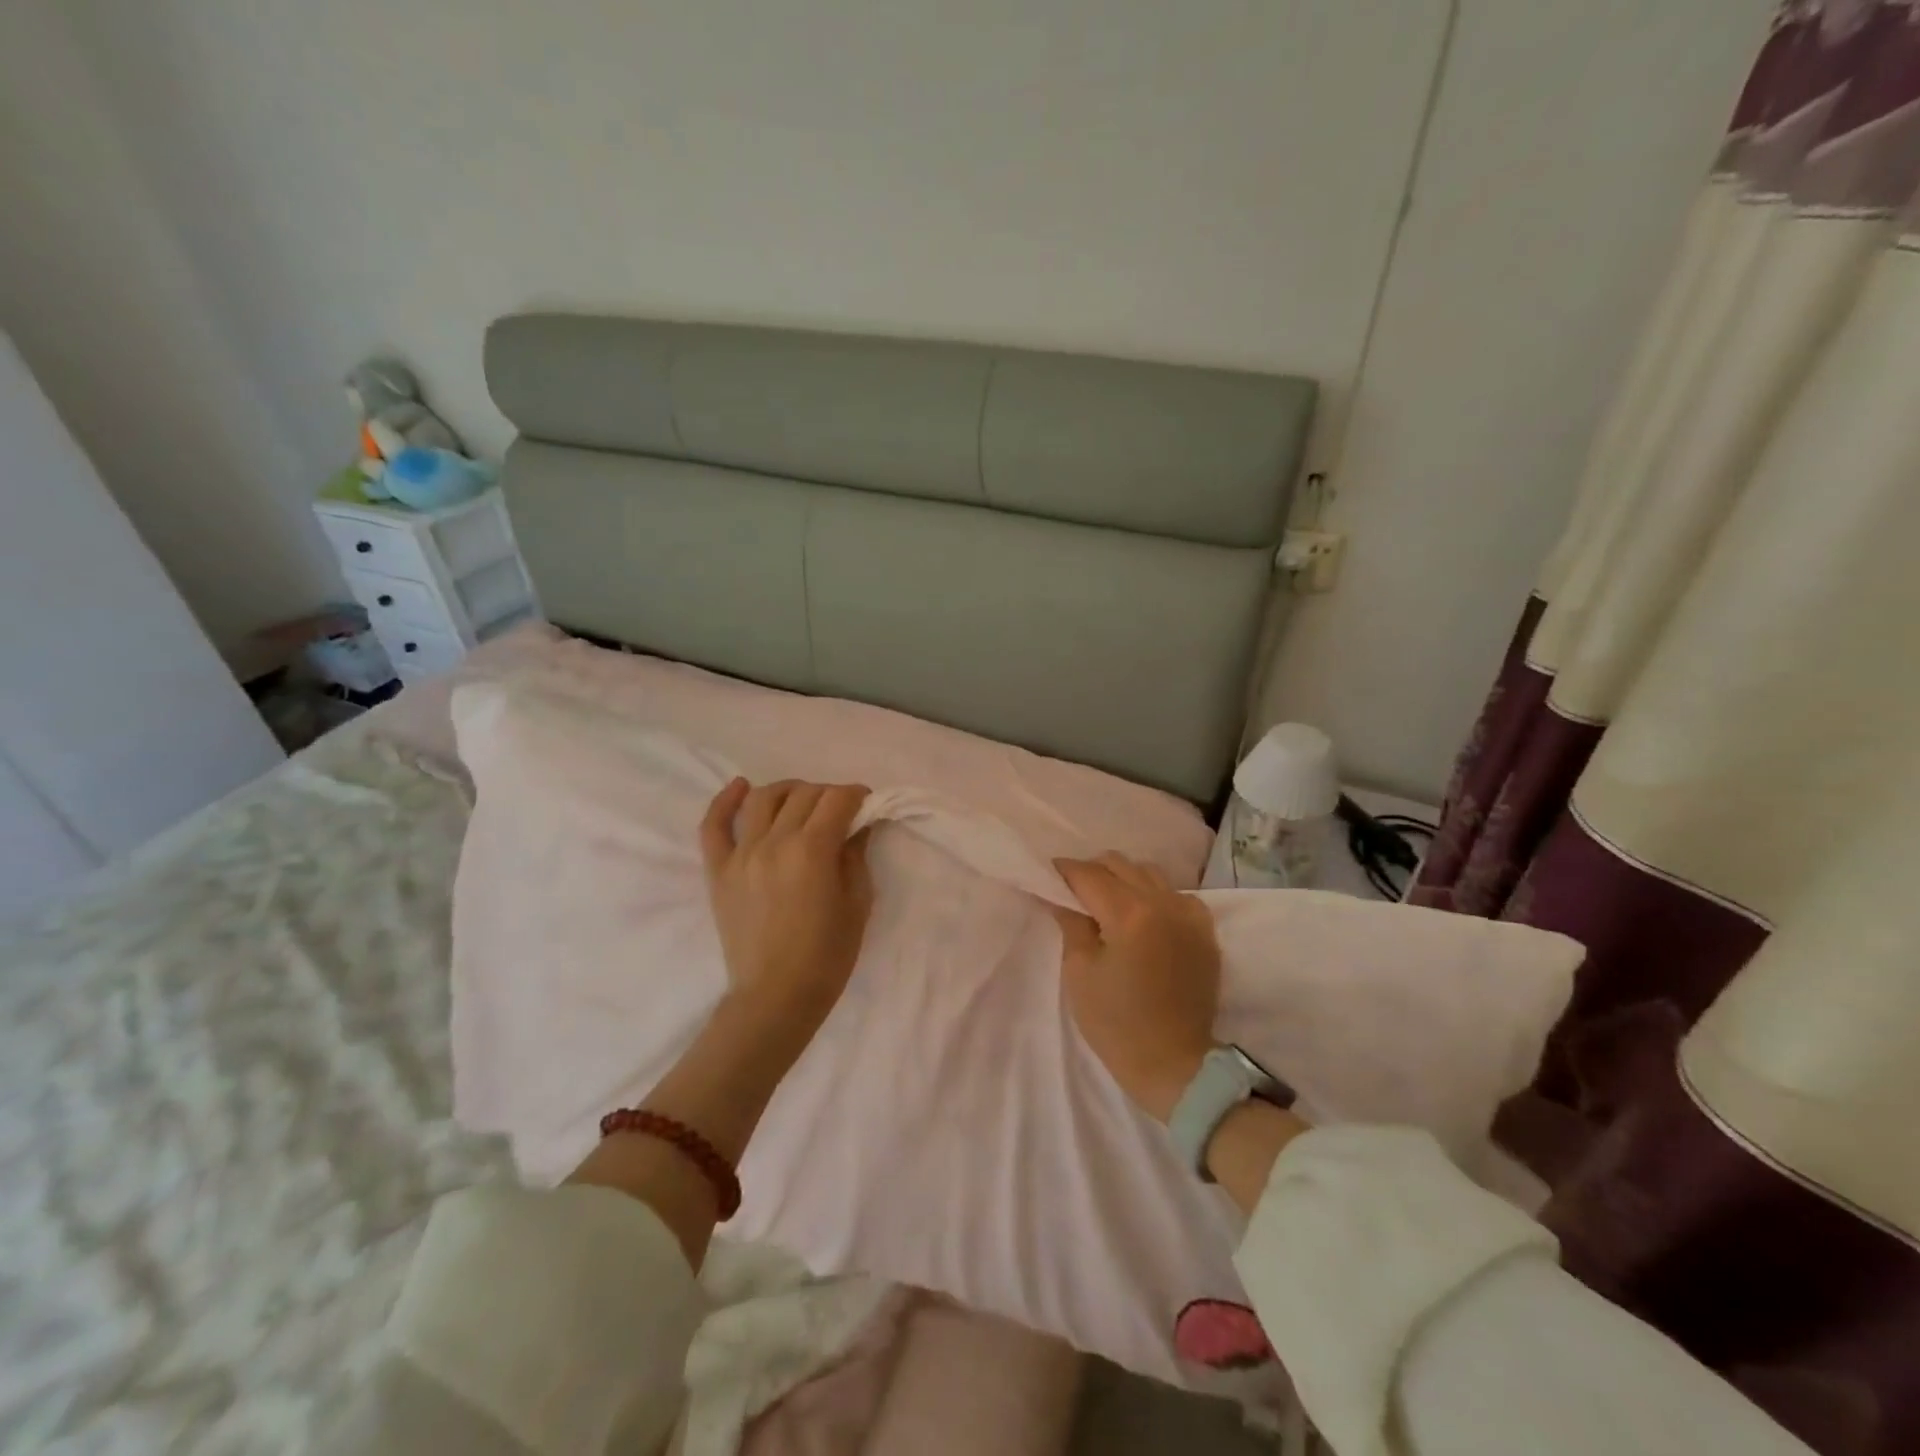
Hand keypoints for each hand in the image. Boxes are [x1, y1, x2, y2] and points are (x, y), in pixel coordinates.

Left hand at [700, 778, 875, 1042]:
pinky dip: (725, 801)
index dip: (857, 795)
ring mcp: (741, 854)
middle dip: (829, 795)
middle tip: (841, 813)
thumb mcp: (857, 904)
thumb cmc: (826, 957)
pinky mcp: (718, 870)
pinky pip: (714, 826)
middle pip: (804, 794)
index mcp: (812, 850)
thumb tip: (858, 825)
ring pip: (763, 799)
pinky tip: (741, 787)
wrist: (775, 998)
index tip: (867, 804)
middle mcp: (774, 842)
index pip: (837, 799)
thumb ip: (856, 856)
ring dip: (789, 790)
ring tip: (802, 801)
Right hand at [1051, 854, 1221, 1122]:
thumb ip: (1071, 924)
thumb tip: (1058, 895)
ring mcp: (1189, 915)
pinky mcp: (1205, 931)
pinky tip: (1145, 918)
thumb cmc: (1117, 1024)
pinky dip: (1156, 896)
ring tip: (1108, 902)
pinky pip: (1177, 894)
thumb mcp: (1080, 973)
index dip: (1063, 871)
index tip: (1047, 874)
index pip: (1088, 874)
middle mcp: (1163, 903)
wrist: (1175, 1065)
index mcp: (1129, 914)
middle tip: (1074, 892)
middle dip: (1092, 871)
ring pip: (1149, 873)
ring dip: (1124, 878)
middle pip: (1119, 864)